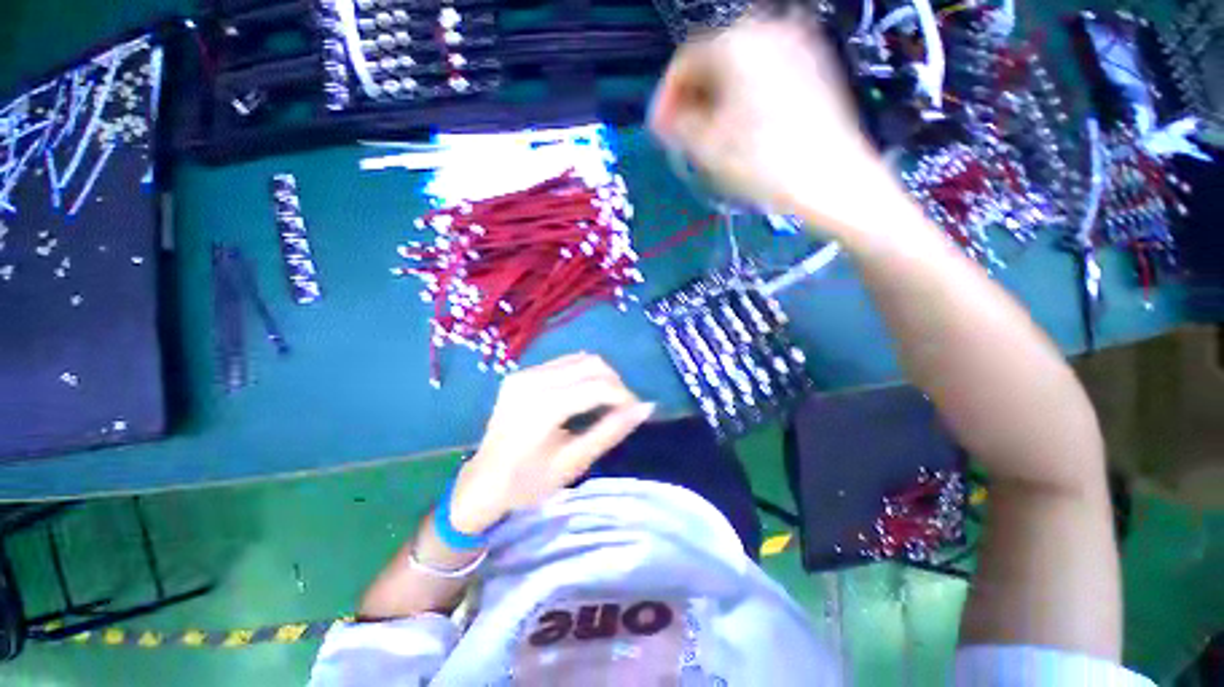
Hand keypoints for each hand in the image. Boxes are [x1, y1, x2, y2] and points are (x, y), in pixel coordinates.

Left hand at [448, 353, 655, 532]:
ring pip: (580, 359)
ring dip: (600, 377)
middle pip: (592, 364)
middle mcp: (532, 380)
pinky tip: (583, 396)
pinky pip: (564, 363)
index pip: (598, 386)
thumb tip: (646, 407)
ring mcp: (524, 373)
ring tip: (604, 402)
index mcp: (543, 406)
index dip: (624, 396)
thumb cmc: (528, 482)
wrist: (482, 483)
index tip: (636, 412)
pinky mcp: (521, 373)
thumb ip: (610, 431)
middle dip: (615, 383)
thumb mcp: (574, 462)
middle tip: (621, 409)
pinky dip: (583, 374)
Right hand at [649, 15, 897, 231]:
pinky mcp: (814, 64)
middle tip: (683, 135)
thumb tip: (665, 117)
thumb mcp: (707, 148)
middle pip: (713, 60)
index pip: (684, 61)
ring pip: (739, 66)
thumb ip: (678, 124)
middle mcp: (767, 29)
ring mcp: (796, 44)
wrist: (833, 180)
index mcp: (736, 43)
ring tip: (711, 135)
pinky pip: (765, 72)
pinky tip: (742, 125)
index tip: (660, 131)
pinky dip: (744, 95)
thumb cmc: (764, 164)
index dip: (666, 98)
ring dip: (717, 98)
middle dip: (693, 98)